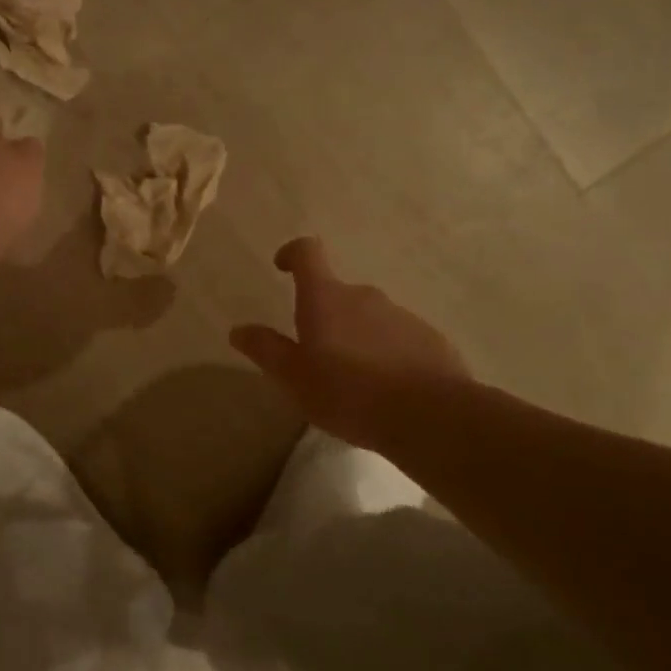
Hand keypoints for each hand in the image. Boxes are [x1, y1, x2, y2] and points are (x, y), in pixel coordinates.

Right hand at [231, 237, 469, 446]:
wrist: (431, 416)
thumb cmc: (348, 392)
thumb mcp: (294, 377)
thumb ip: (266, 350)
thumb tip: (239, 329)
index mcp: (326, 298)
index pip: (308, 253)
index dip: (292, 254)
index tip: (283, 267)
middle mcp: (364, 296)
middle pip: (337, 293)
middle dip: (324, 314)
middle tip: (315, 354)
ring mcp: (402, 315)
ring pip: (369, 317)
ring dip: (356, 335)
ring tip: (353, 379)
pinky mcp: (430, 340)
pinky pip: (398, 338)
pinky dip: (386, 353)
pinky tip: (387, 389)